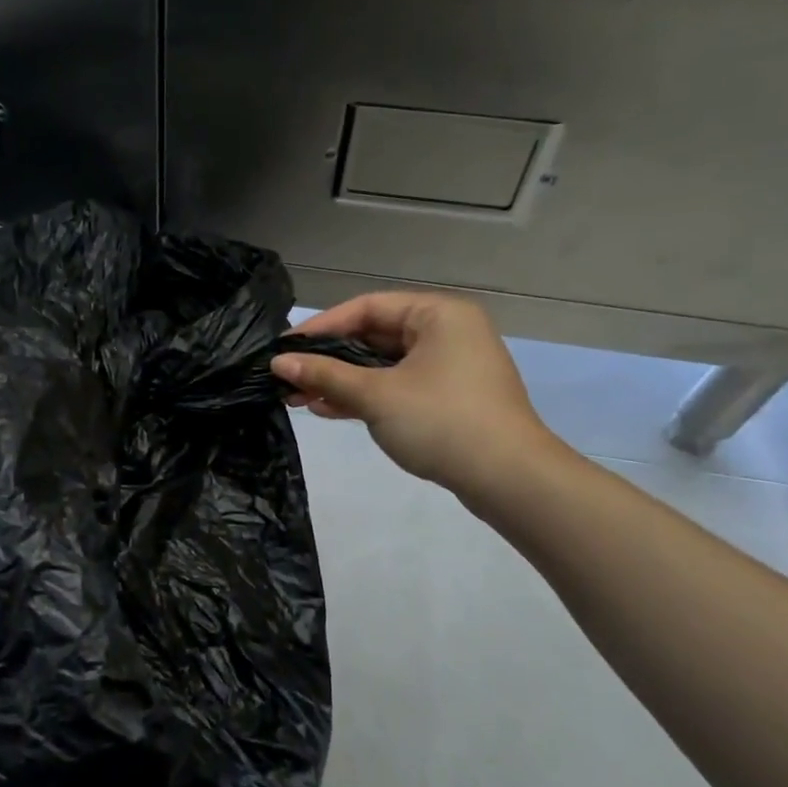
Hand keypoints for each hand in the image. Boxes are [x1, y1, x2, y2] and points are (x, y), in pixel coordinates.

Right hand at [271, 292, 565, 507]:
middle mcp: (447, 332)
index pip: (367, 307)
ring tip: (299, 397)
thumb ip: (325, 375)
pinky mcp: (448, 398)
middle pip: (375, 336)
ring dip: (343, 380)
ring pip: (384, 365)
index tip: (284, 348)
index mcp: (438, 314)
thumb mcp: (376, 395)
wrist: (508, 479)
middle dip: (329, 359)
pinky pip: (398, 386)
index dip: (321, 326)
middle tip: (288, 376)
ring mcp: (450, 367)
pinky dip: (366, 395)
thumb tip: (278, 363)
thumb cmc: (441, 421)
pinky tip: (329, 409)